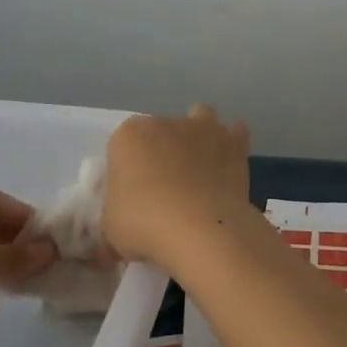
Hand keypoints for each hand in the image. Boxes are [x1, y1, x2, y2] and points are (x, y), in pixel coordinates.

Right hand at [103, 104, 251, 269]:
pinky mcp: (234, 141)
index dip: (129, 170)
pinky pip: (235, 132)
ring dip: (199, 136)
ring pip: (200, 118)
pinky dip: (232, 145)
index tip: (133, 196)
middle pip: (162, 131)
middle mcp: (166, 122)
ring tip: (199, 170)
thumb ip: (118, 209)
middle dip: (163, 151)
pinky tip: (227, 167)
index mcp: (129, 135)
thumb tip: (127, 218)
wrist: (199, 228)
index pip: (123, 145)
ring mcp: (203, 128)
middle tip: (166, 189)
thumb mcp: (111, 225)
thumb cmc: (144, 224)